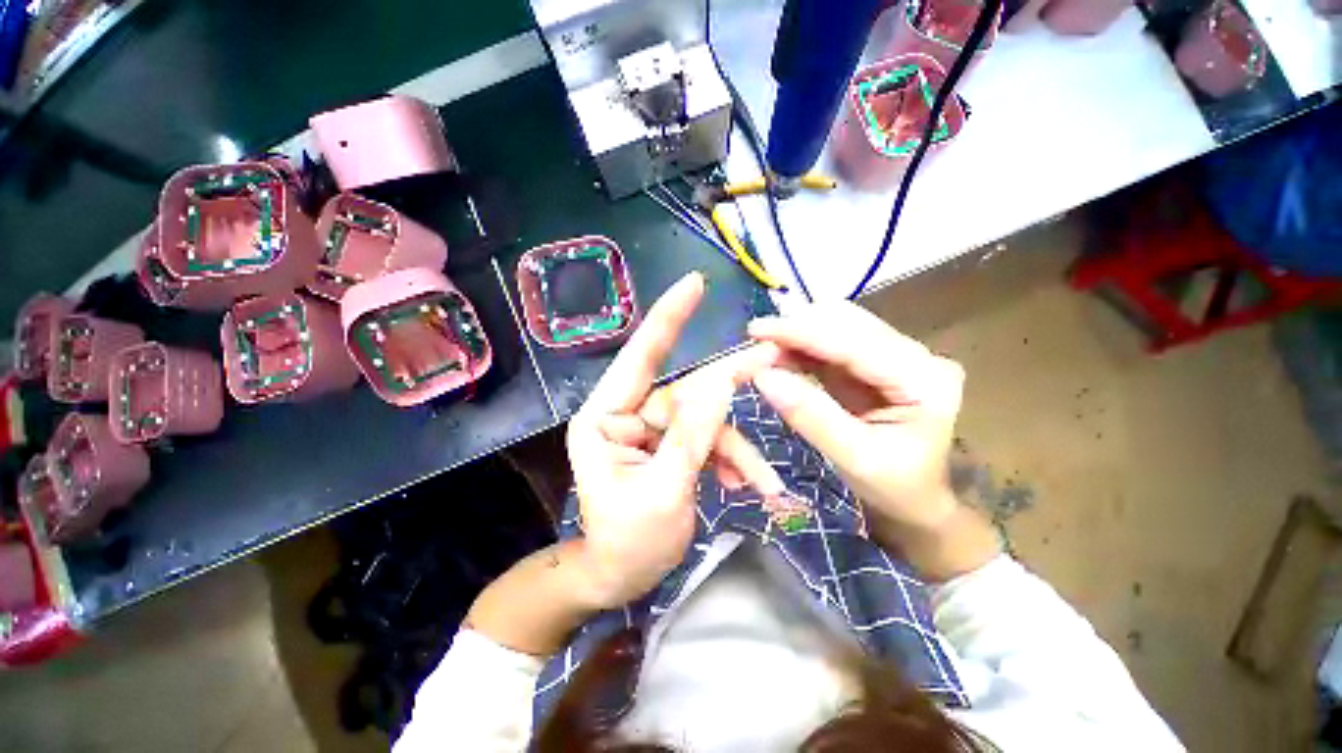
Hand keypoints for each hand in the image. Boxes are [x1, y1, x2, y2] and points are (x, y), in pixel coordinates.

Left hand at [567, 272, 782, 609]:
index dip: (667, 320)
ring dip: (734, 448)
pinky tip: (745, 485)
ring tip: (760, 481)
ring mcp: (651, 430)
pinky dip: (729, 460)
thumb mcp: (664, 492)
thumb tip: (721, 384)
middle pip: (685, 391)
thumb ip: (692, 436)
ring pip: (704, 421)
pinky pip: (707, 440)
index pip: (638, 358)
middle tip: (770, 360)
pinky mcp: (670, 446)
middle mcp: (627, 415)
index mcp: (605, 419)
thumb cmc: (628, 543)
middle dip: (727, 388)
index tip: (693, 285)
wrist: (621, 579)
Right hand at [748, 301, 964, 534]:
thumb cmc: (894, 488)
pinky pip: (833, 343)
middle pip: (848, 323)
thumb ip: (810, 415)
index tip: (756, 330)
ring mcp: (896, 355)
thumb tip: (763, 376)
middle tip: (755, 347)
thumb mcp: (853, 458)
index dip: (801, 332)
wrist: (917, 501)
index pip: (854, 342)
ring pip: (838, 326)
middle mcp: (916, 356)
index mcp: (925, 380)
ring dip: (797, 335)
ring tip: (763, 351)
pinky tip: (780, 355)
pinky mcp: (875, 362)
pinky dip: (802, 347)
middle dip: (797, 330)